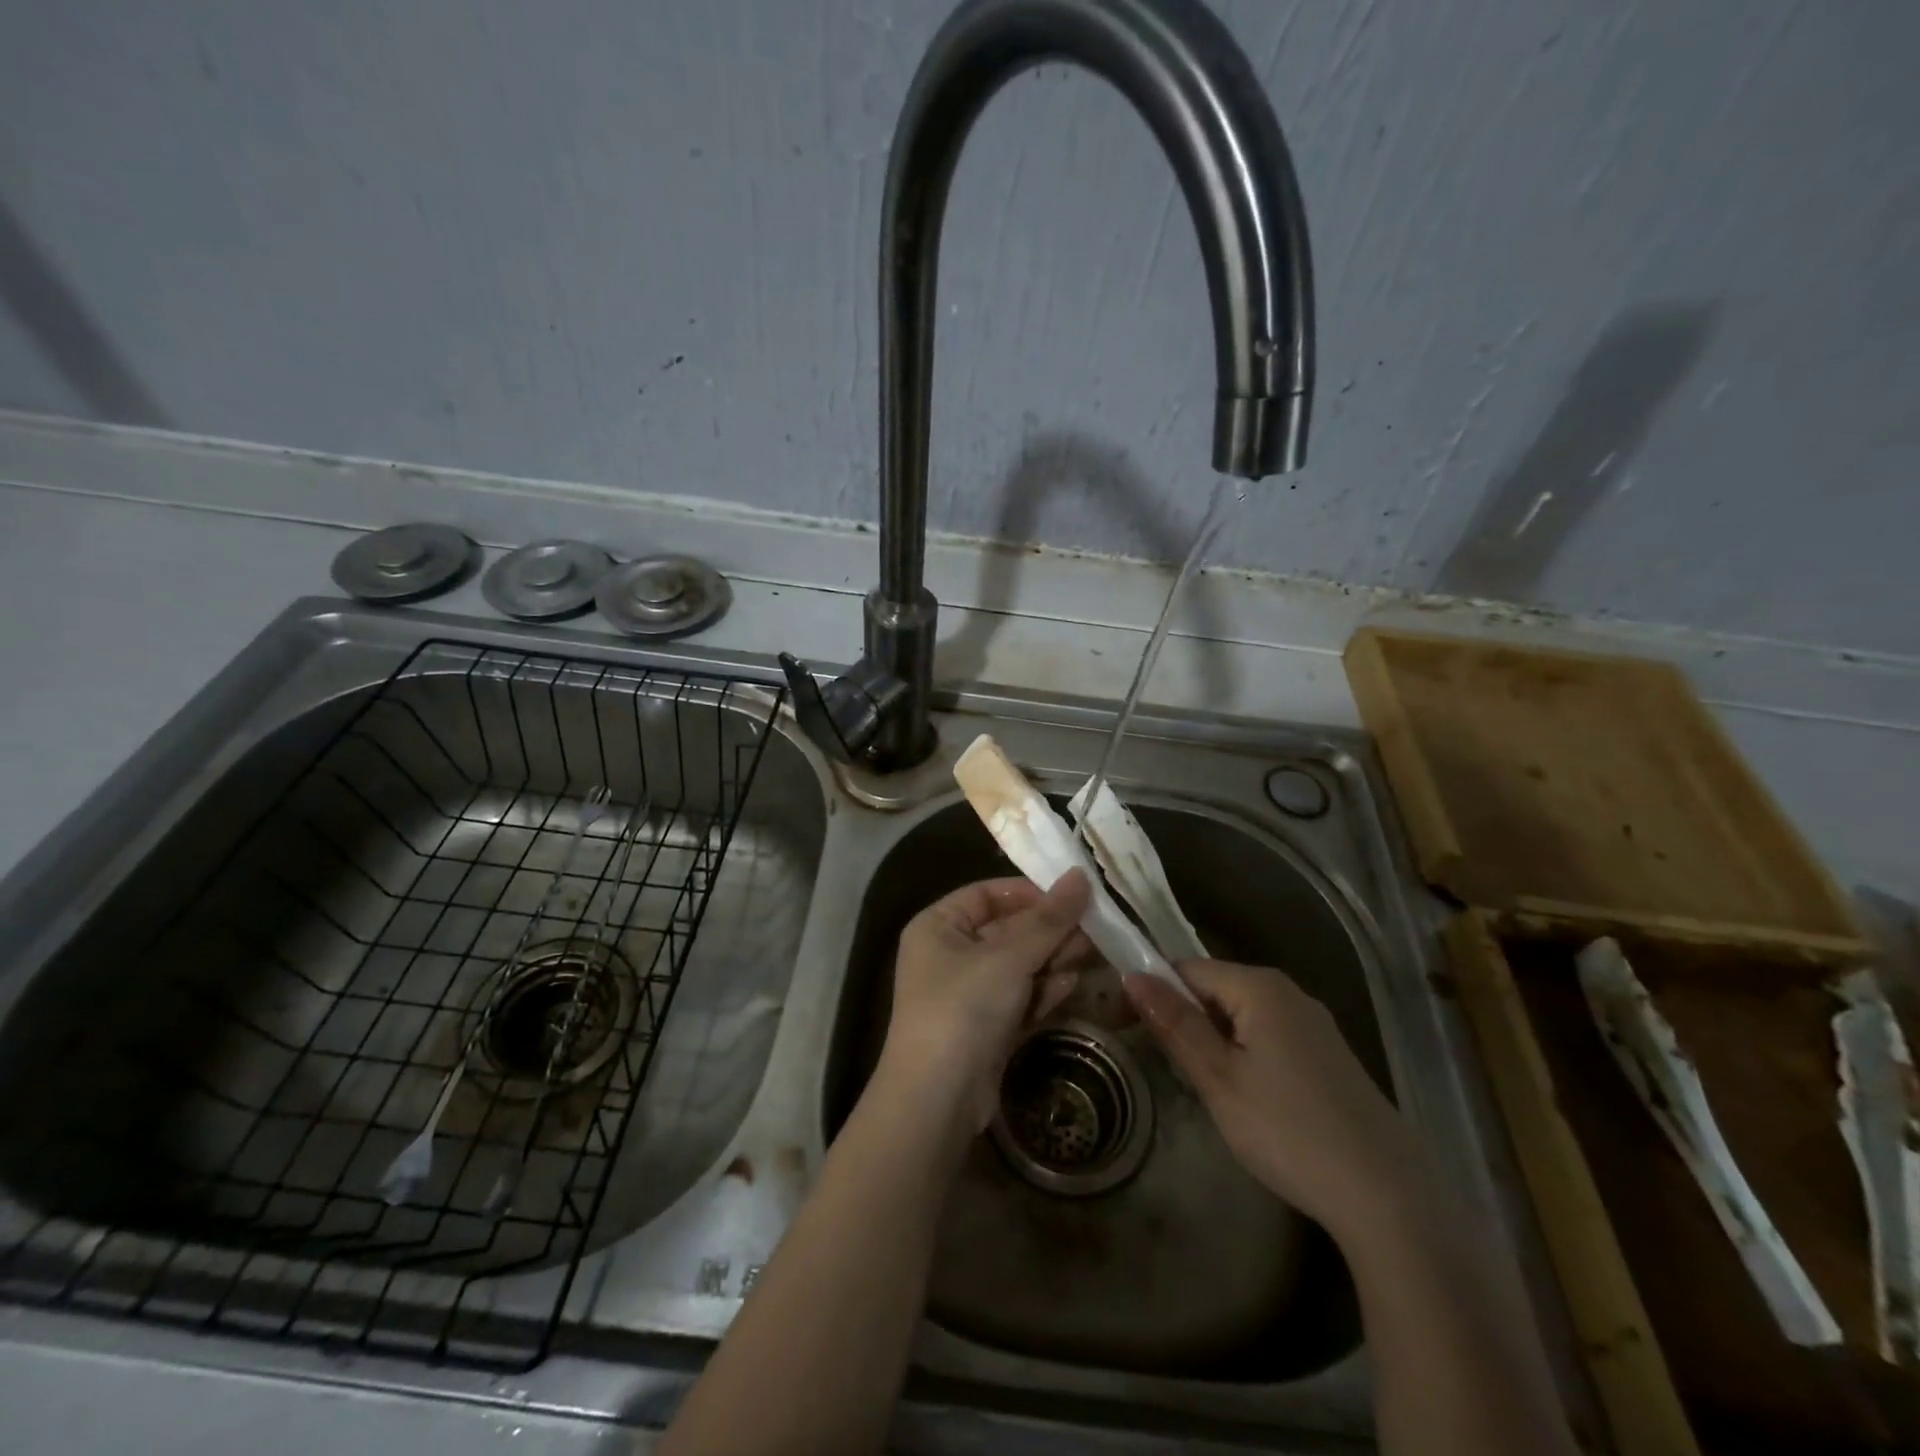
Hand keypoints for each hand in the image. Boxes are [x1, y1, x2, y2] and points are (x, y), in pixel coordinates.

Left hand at [880, 871, 1092, 1133]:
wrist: (938, 1100)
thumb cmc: (965, 1008)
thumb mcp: (1009, 957)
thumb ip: (1049, 919)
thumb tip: (1081, 875)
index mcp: (938, 926)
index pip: (987, 894)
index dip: (1029, 893)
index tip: (1072, 896)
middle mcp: (949, 954)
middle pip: (1007, 930)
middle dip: (1049, 930)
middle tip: (1094, 927)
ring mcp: (968, 993)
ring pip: (1018, 964)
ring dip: (1052, 959)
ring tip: (1091, 953)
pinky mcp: (986, 1026)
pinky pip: (1019, 996)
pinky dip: (1042, 990)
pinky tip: (1071, 985)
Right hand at [1124, 959, 1419, 1233]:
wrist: (1388, 1196)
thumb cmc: (1289, 1131)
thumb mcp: (1219, 1078)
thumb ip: (1176, 1023)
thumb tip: (1132, 976)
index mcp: (1260, 987)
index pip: (1187, 968)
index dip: (1151, 991)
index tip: (1123, 1026)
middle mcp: (1288, 993)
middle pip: (1216, 988)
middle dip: (1181, 1015)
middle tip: (1158, 1060)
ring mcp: (1313, 1024)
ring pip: (1241, 1015)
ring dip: (1210, 1037)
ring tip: (1196, 1081)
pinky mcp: (1328, 1055)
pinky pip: (1267, 1035)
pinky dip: (1241, 1052)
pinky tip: (1243, 1094)